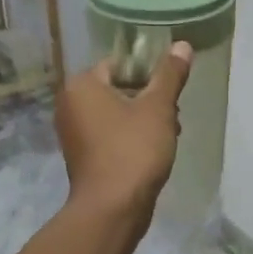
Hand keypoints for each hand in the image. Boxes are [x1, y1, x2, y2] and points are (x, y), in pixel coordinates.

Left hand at [55, 41, 192, 219]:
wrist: (112, 209)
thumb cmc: (133, 150)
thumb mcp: (158, 108)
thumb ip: (170, 74)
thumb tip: (182, 45)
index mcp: (82, 85)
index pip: (120, 63)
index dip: (150, 74)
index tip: (171, 92)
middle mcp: (70, 104)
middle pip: (119, 88)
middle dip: (149, 99)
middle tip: (173, 115)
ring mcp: (73, 133)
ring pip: (116, 113)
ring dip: (144, 120)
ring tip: (169, 134)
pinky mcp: (82, 156)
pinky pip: (110, 135)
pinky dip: (130, 138)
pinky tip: (153, 152)